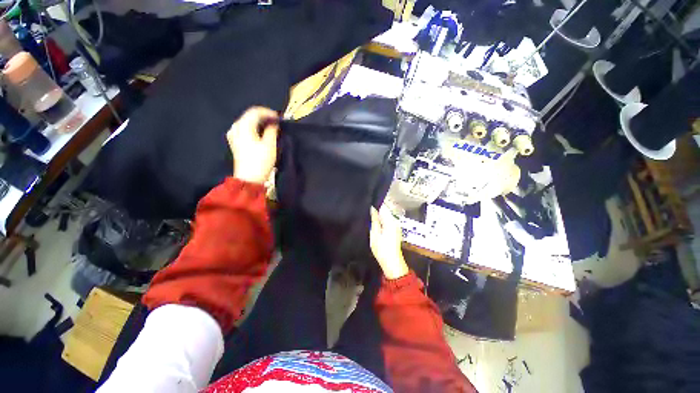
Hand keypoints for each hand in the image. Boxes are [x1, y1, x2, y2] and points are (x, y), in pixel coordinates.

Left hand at [227, 107, 278, 183]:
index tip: (279, 118)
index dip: (268, 112)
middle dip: (264, 118)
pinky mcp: (235, 143)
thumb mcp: (270, 145)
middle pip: (250, 116)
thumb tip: (273, 124)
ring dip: (259, 124)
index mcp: (243, 126)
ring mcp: (234, 135)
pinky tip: (262, 135)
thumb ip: (272, 131)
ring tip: (271, 129)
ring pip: (248, 123)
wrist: (249, 178)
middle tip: (276, 123)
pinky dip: (255, 130)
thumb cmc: (260, 161)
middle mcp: (235, 128)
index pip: (255, 112)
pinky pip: (245, 130)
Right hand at [370, 205, 408, 279]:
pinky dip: (381, 219)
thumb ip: (374, 220)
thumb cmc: (382, 249)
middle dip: (376, 208)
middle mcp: (395, 220)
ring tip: (368, 214)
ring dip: (378, 214)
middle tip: (366, 209)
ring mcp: (396, 225)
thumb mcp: (374, 234)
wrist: (392, 262)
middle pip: (385, 210)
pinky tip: (374, 221)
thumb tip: (372, 208)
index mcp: (390, 221)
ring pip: (386, 214)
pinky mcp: (395, 229)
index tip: (367, 203)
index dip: (374, 204)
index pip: (383, 206)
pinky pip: (387, 219)